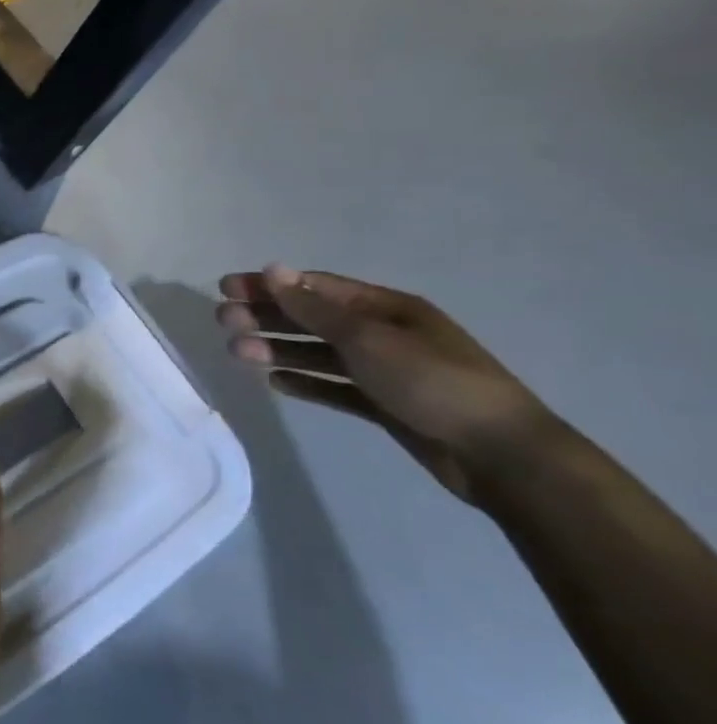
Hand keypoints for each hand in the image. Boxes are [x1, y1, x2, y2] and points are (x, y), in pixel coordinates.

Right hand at [217, 265, 562, 504]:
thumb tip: (273, 269)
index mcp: (386, 308)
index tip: (225, 288)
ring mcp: (385, 370)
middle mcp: (384, 333)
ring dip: (278, 350)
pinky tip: (277, 384)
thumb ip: (314, 308)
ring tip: (237, 354)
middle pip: (312, 319)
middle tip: (223, 322)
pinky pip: (335, 387)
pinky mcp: (385, 405)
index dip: (269, 285)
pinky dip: (306, 383)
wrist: (500, 455)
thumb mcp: (367, 339)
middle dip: (266, 317)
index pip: (315, 288)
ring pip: (318, 354)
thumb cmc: (433, 382)